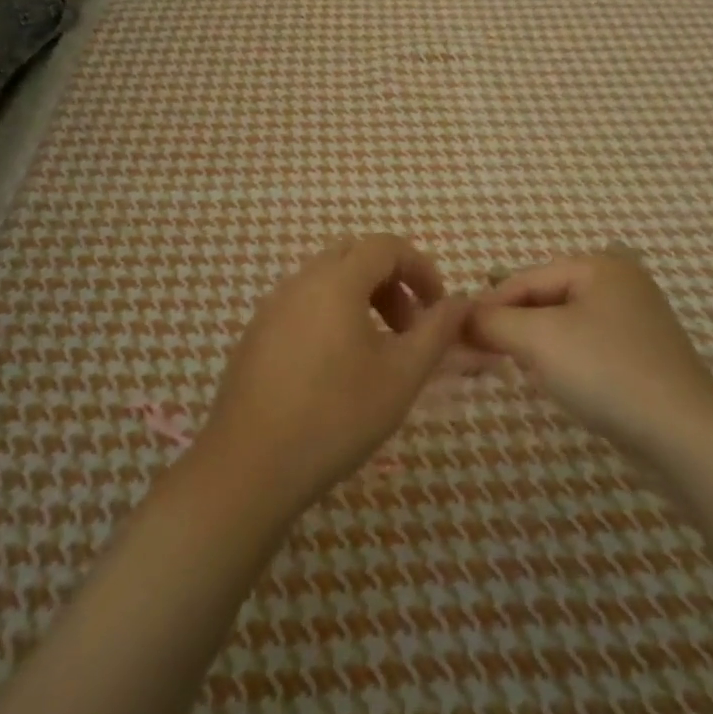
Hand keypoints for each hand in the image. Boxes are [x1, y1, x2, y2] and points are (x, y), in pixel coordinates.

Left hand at [198, 235, 469, 513]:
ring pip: (325, 281)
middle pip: (354, 257)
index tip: (437, 308)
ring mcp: (271, 308)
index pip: (385, 246)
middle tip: (407, 328)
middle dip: (390, 282)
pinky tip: (335, 369)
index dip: (421, 268)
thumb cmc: (337, 416)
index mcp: (335, 281)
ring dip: (360, 299)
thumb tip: (462, 302)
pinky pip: (301, 306)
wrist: (250, 467)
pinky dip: (330, 316)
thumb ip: (437, 331)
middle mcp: (299, 282)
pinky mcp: (255, 335)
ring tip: (376, 351)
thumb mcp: (402, 375)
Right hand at [468, 251, 712, 456]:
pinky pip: (585, 347)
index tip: (454, 337)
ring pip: (563, 325)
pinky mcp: (640, 356)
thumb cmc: (606, 371)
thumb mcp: (539, 339)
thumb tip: (458, 317)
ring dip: (532, 345)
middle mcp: (619, 283)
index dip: (487, 307)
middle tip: (476, 356)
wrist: (683, 433)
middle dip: (510, 327)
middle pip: (544, 299)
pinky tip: (550, 382)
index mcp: (599, 265)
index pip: (524, 279)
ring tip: (507, 368)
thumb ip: (493, 322)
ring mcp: (634, 320)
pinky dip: (561, 360)